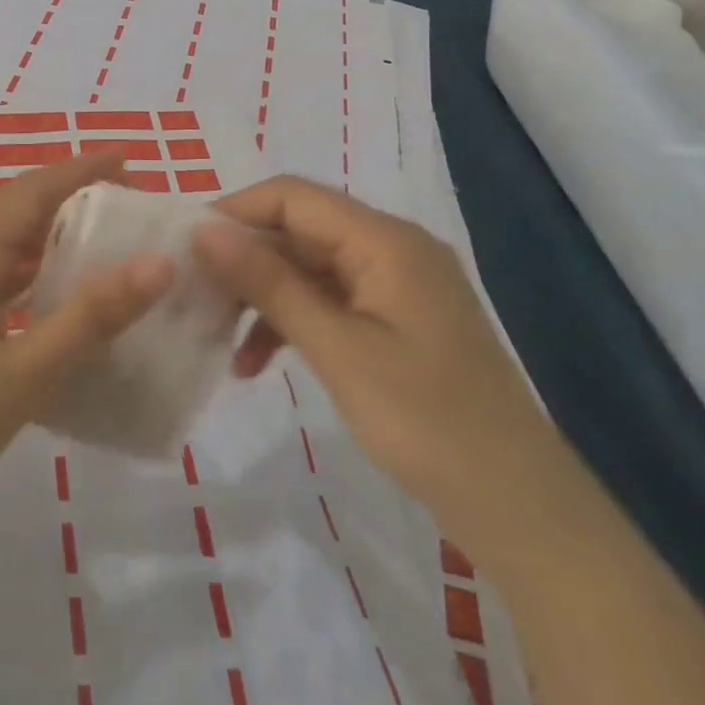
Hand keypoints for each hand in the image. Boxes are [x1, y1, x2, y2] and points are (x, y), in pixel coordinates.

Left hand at [0, 153, 173, 561]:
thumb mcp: (22, 375)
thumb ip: (90, 317)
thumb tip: (158, 263)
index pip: (28, 192)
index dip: (78, 170)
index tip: (129, 159)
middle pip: (17, 215)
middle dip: (71, 201)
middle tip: (130, 209)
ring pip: (7, 255)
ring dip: (54, 243)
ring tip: (110, 249)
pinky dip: (37, 286)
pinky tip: (67, 310)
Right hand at [194, 176, 562, 540]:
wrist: (519, 507)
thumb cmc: (427, 422)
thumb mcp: (337, 349)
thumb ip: (270, 283)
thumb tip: (206, 231)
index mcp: (385, 240)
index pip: (293, 196)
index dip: (235, 212)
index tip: (185, 246)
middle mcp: (391, 248)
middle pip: (299, 231)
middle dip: (244, 260)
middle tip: (194, 296)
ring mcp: (395, 285)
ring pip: (308, 268)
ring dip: (263, 297)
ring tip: (217, 337)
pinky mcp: (394, 320)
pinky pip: (329, 302)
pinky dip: (291, 322)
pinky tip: (255, 363)